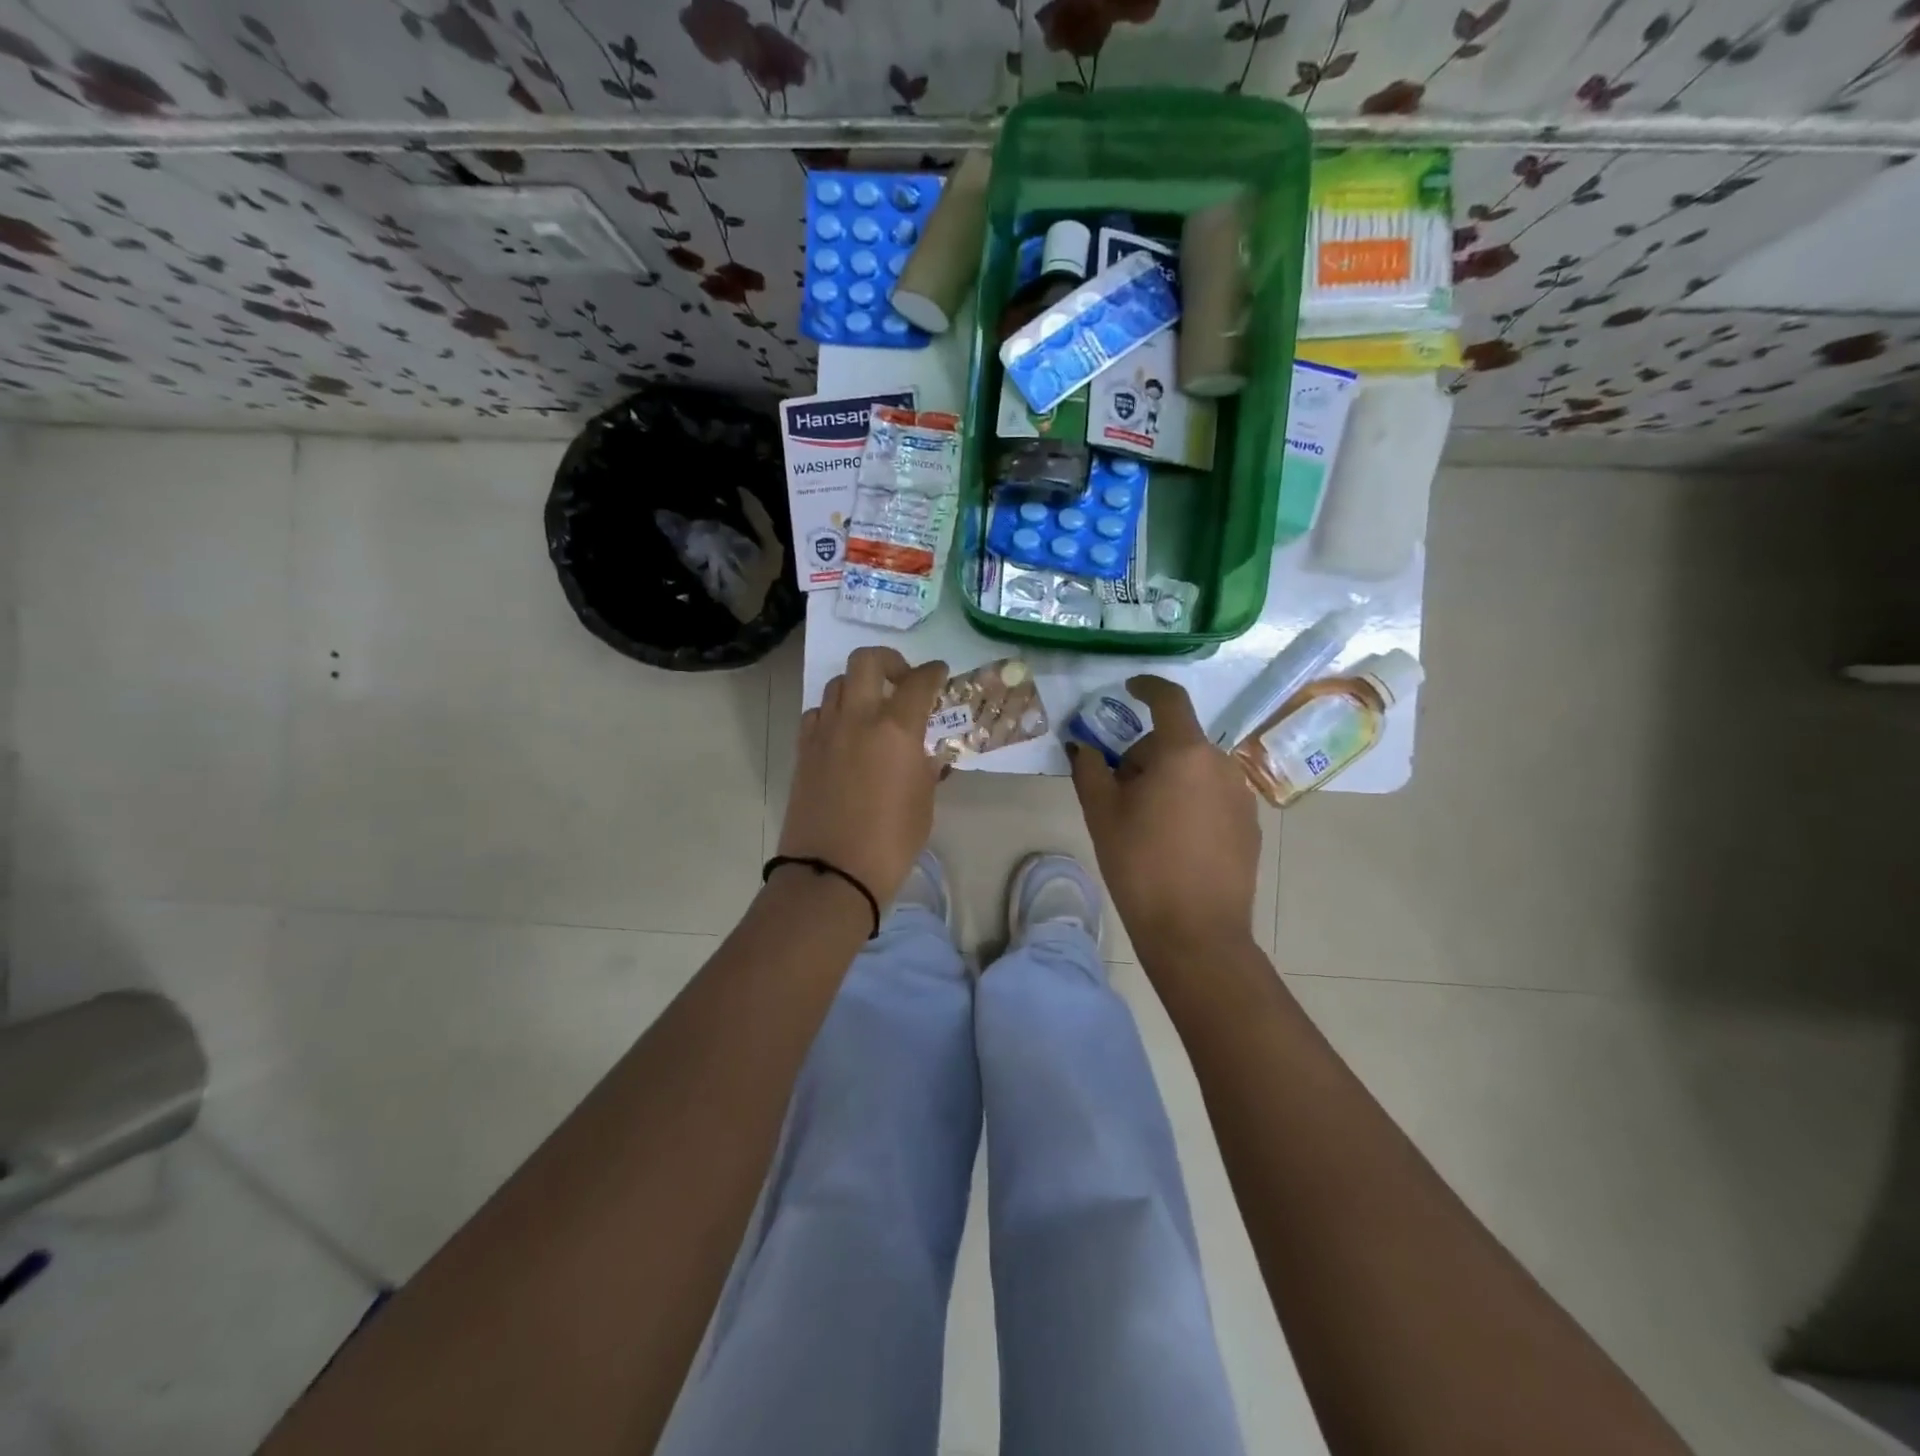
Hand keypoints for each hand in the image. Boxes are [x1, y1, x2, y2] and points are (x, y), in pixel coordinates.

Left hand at [778, 646, 948, 906]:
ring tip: (872, 707)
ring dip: (859, 686)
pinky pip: (818, 713)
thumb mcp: (922, 804)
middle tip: (902, 679)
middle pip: (866, 661)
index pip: (919, 682)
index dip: (933, 672)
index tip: (938, 672)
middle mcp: (858, 718)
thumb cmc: (890, 842)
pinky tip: (845, 733)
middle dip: (889, 660)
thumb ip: (925, 769)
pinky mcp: (804, 750)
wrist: (831, 872)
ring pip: (838, 684)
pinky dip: (834, 712)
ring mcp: (825, 732)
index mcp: (896, 729)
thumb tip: (925, 755)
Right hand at [1068, 675, 1261, 962]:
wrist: (1196, 932)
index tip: (1129, 689)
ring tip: (1145, 821)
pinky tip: (1174, 841)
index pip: (1169, 699)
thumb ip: (1089, 768)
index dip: (1147, 687)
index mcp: (1184, 753)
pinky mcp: (1250, 825)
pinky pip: (1212, 795)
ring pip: (1195, 769)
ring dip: (1169, 779)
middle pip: (1176, 741)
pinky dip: (1190, 801)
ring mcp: (1241, 795)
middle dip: (1145, 755)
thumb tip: (1082, 745)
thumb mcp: (1102, 813)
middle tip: (1118, 790)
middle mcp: (1221, 764)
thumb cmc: (1140, 865)